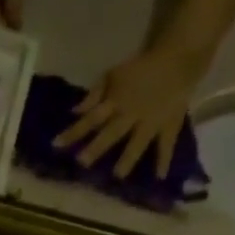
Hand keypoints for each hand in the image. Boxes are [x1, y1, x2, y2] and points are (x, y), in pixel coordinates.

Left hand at [53, 46, 203, 179]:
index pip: (90, 119)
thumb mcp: (114, 74)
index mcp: (116, 101)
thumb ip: (94, 94)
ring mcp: (150, 121)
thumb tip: (75, 112)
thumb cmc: (141, 67)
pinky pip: (166, 143)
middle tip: (82, 163)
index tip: (55, 145)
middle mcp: (131, 114)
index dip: (73, 131)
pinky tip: (159, 177)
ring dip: (128, 158)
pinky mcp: (168, 125)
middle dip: (96, 147)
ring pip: (137, 141)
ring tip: (118, 175)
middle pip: (111, 132)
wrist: (178, 56)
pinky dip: (164, 159)